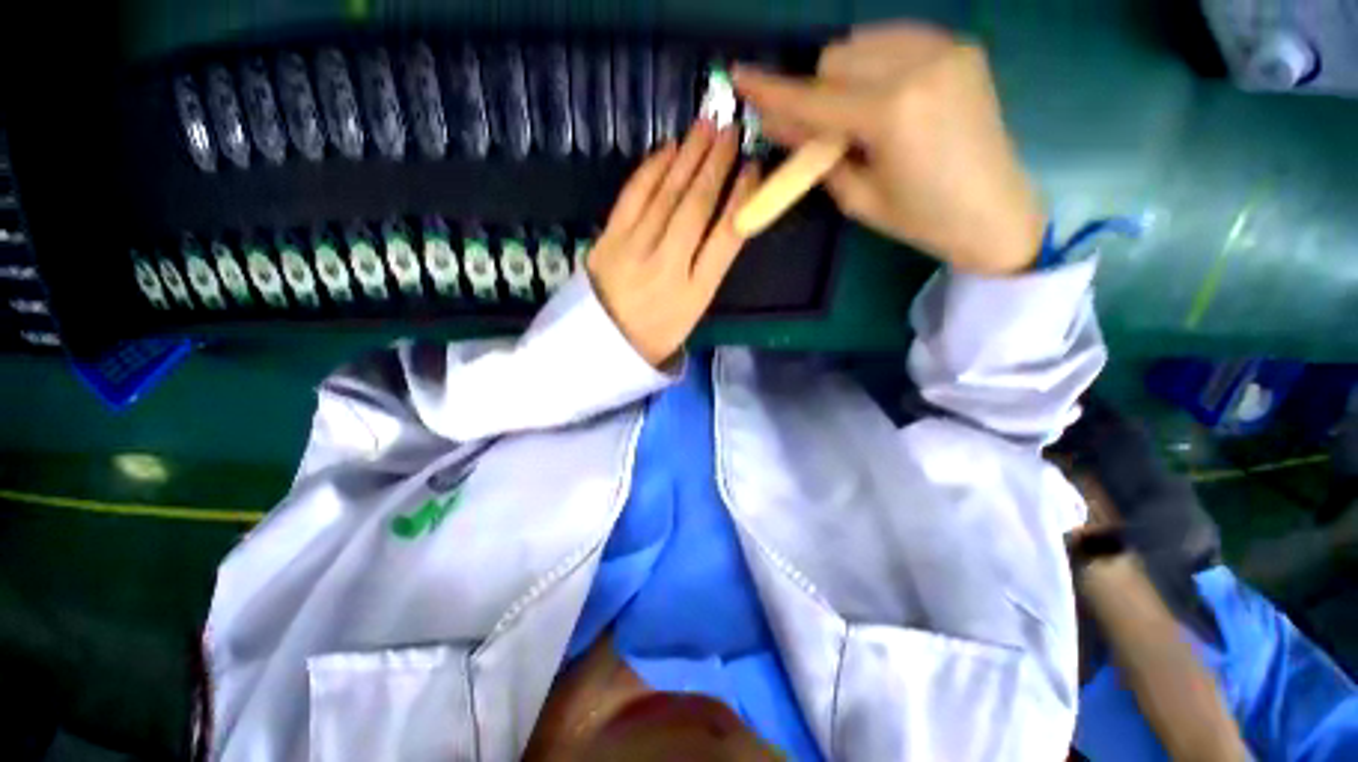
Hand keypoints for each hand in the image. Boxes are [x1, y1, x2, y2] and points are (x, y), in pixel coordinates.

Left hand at [588, 122, 758, 367]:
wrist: (603, 342)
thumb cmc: (656, 332)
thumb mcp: (693, 310)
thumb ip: (709, 267)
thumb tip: (723, 217)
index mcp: (695, 292)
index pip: (726, 237)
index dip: (743, 198)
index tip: (754, 167)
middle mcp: (668, 266)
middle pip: (696, 207)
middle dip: (716, 165)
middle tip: (731, 131)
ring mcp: (634, 250)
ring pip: (666, 194)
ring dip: (688, 156)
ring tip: (706, 126)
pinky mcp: (608, 239)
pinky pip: (632, 195)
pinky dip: (651, 169)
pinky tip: (668, 149)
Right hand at [734, 24, 1045, 275]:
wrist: (994, 211)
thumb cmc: (920, 218)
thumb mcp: (857, 197)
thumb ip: (817, 154)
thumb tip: (779, 125)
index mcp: (891, 113)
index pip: (815, 98)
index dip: (773, 91)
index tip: (741, 78)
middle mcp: (918, 65)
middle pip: (836, 58)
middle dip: (818, 92)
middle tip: (821, 130)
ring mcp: (945, 49)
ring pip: (863, 42)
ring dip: (845, 76)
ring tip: (858, 116)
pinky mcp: (960, 47)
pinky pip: (896, 39)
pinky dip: (876, 63)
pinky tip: (883, 95)